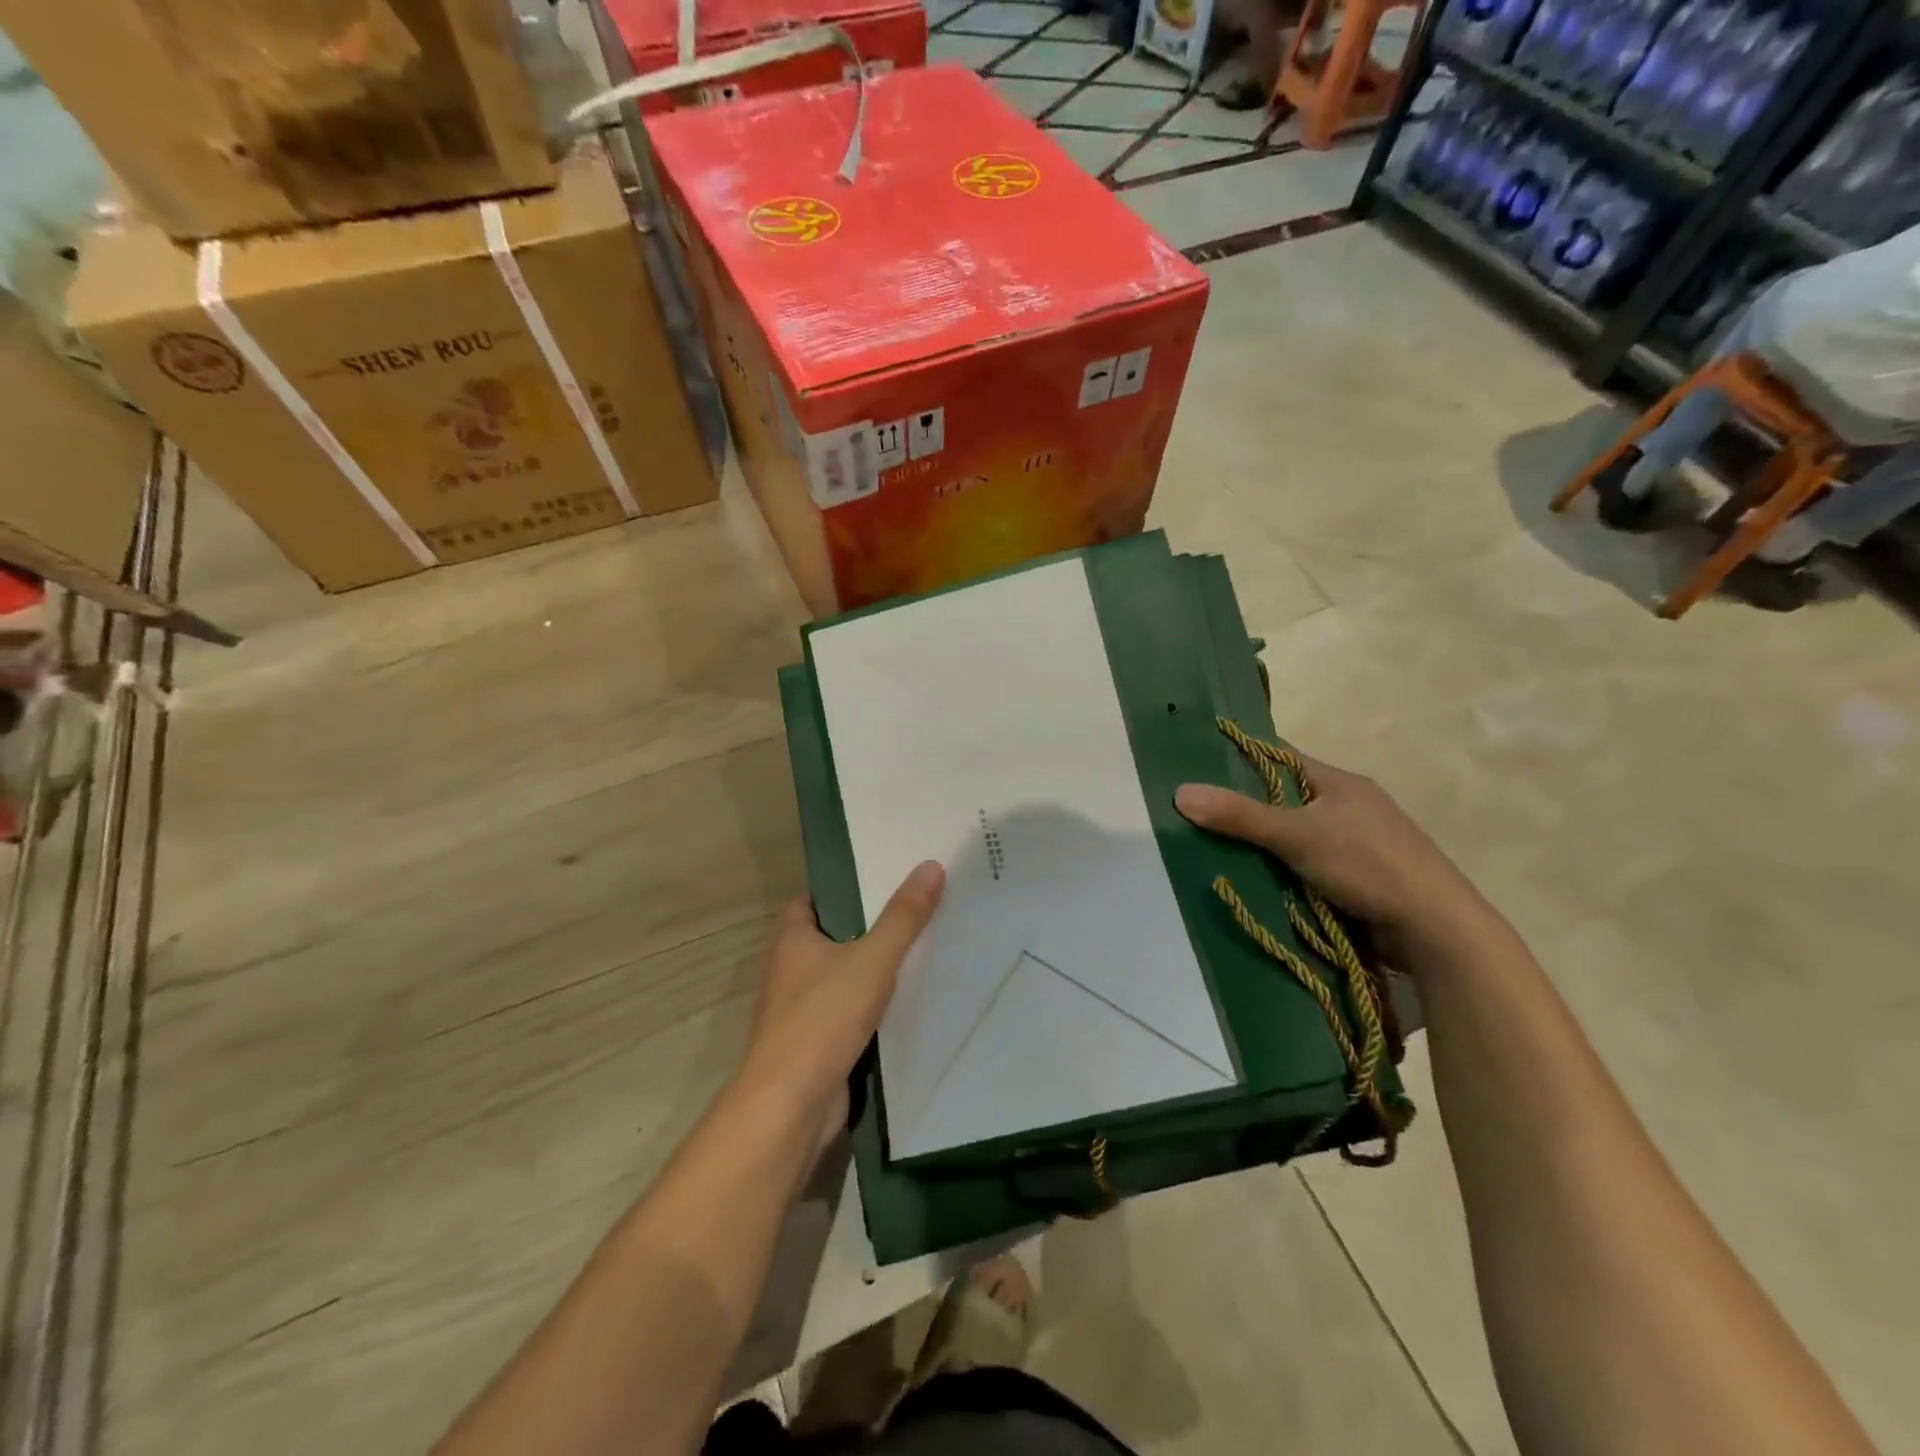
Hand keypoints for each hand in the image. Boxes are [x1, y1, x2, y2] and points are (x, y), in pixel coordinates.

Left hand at [738, 861, 945, 1134]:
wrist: (791, 1106)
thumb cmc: (823, 1018)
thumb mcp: (871, 959)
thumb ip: (903, 917)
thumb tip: (931, 865)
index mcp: (792, 939)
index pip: (812, 900)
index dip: (842, 888)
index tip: (882, 879)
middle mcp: (791, 970)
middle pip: (832, 936)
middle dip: (868, 926)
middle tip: (916, 908)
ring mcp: (802, 1010)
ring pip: (843, 976)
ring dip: (874, 969)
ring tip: (923, 946)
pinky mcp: (818, 1044)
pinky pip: (851, 1012)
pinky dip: (875, 1006)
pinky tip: (911, 1000)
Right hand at [1175, 755, 1496, 969]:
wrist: (1436, 928)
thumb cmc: (1368, 865)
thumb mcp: (1297, 835)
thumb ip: (1240, 816)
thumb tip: (1179, 792)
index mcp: (1339, 782)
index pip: (1280, 757)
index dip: (1242, 757)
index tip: (1200, 765)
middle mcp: (1348, 806)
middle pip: (1285, 798)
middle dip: (1246, 808)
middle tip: (1198, 815)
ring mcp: (1356, 844)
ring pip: (1295, 836)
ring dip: (1264, 846)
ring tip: (1215, 850)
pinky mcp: (1359, 878)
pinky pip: (1308, 866)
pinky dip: (1283, 871)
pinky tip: (1256, 881)